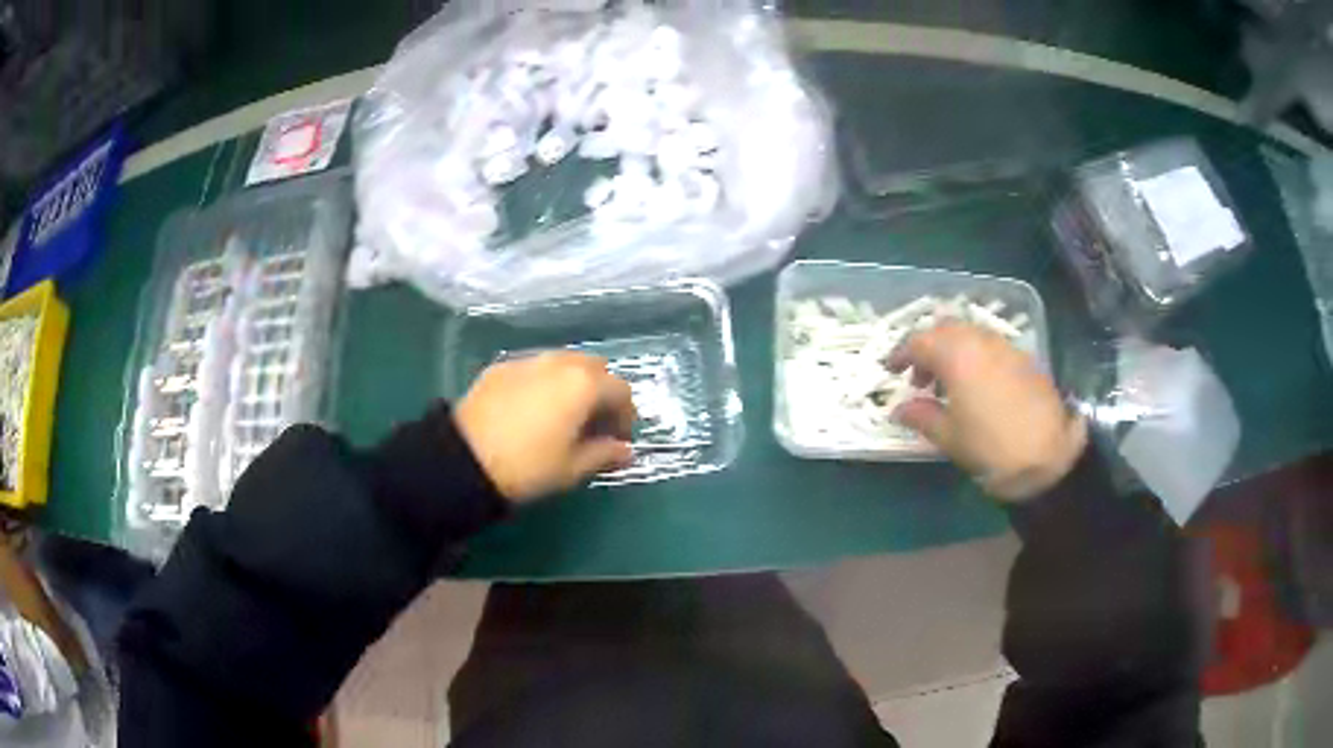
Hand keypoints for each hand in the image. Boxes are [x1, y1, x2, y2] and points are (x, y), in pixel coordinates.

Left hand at [454, 351, 635, 502]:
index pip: (620, 391)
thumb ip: (605, 454)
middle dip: (601, 393)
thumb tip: (625, 451)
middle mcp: (559, 362)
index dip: (626, 416)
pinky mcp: (500, 367)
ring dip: (573, 384)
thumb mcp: (572, 468)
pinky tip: (531, 410)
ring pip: (563, 363)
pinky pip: (534, 368)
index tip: (618, 440)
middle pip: (594, 368)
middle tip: (594, 425)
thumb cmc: (528, 467)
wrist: (464, 459)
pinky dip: (544, 383)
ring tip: (563, 416)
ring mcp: (527, 360)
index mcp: (583, 384)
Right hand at [887, 321, 1086, 500]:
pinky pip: (991, 347)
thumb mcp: (949, 437)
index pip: (920, 341)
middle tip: (920, 378)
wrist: (1048, 458)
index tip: (891, 371)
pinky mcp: (1024, 359)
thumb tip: (900, 409)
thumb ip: (921, 416)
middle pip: (946, 329)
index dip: (901, 354)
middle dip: (928, 348)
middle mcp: (981, 341)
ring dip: (953, 351)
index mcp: (957, 355)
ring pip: (970, 334)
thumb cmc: (991, 448)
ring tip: (948, 385)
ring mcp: (1006, 347)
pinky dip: (975, 357)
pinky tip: (977, 387)